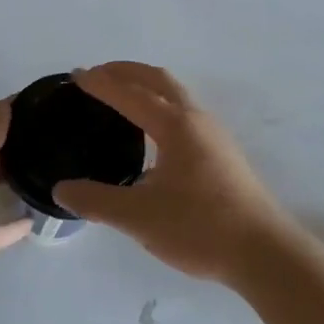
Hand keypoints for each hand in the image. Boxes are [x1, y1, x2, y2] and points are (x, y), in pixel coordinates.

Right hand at [54, 63, 297, 285]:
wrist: (263, 252)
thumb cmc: (199, 228)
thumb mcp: (139, 217)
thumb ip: (96, 201)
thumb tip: (61, 190)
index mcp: (175, 125)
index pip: (130, 94)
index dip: (101, 84)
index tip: (76, 76)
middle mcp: (196, 119)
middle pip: (158, 79)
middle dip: (126, 71)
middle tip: (97, 75)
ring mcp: (214, 134)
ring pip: (175, 94)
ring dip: (146, 85)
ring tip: (121, 96)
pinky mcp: (223, 152)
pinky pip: (184, 111)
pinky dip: (160, 104)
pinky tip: (152, 132)